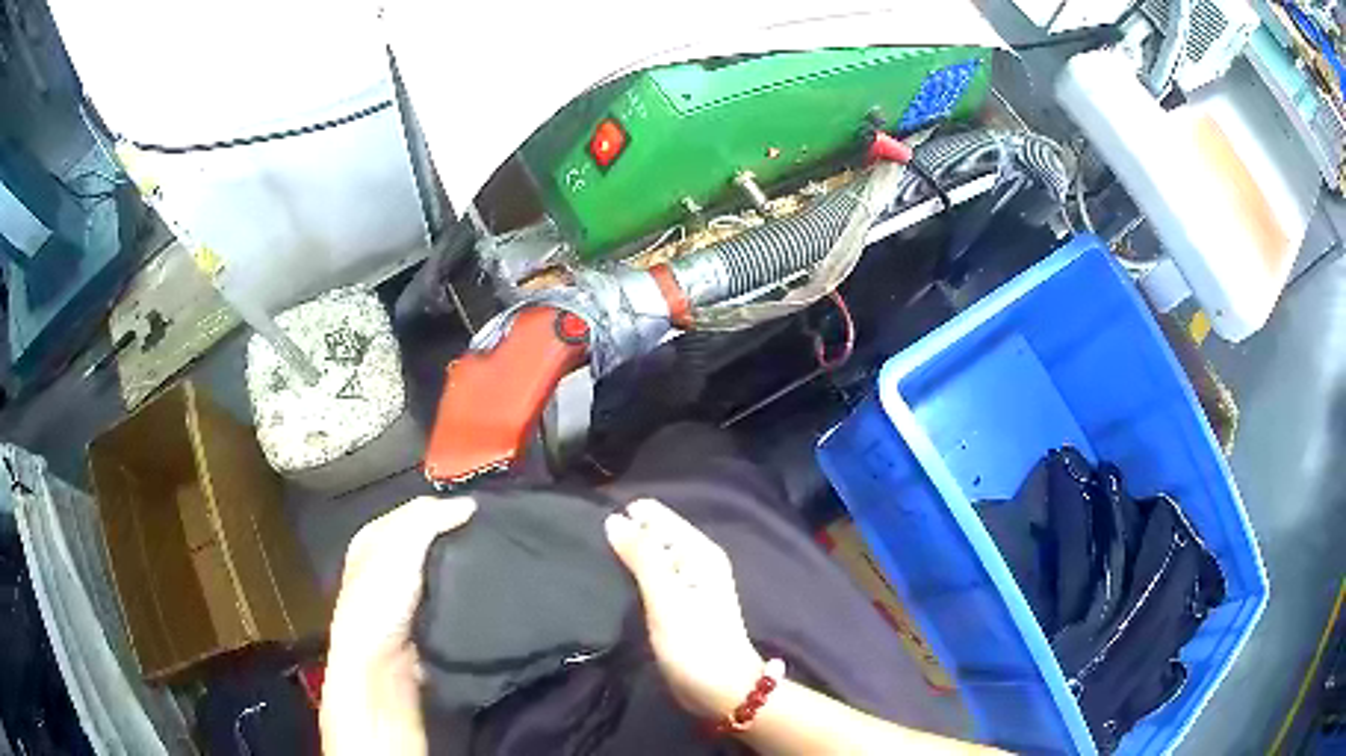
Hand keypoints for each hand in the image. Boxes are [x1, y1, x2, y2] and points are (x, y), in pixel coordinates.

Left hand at [321, 496, 476, 755]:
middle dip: (460, 540)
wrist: (382, 667)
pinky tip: (489, 590)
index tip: (485, 513)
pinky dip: (469, 594)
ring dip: (467, 569)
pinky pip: (454, 598)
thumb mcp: (398, 547)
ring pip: (446, 571)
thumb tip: (471, 504)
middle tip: (500, 537)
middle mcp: (388, 563)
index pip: (416, 511)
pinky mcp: (428, 622)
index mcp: (374, 538)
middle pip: (432, 541)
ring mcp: (408, 596)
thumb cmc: (379, 600)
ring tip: (501, 562)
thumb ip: (428, 519)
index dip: (446, 509)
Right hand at [605, 499, 763, 718]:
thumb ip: (642, 556)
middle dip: (622, 540)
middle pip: (650, 533)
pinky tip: (609, 588)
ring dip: (623, 562)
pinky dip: (630, 580)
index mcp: (698, 550)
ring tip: (594, 573)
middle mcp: (694, 559)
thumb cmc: (695, 644)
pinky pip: (647, 578)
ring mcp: (685, 582)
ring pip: (646, 557)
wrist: (720, 691)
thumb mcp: (666, 598)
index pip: (654, 514)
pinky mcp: (675, 603)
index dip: (625, 521)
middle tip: (592, 561)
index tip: (595, 538)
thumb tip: (614, 519)